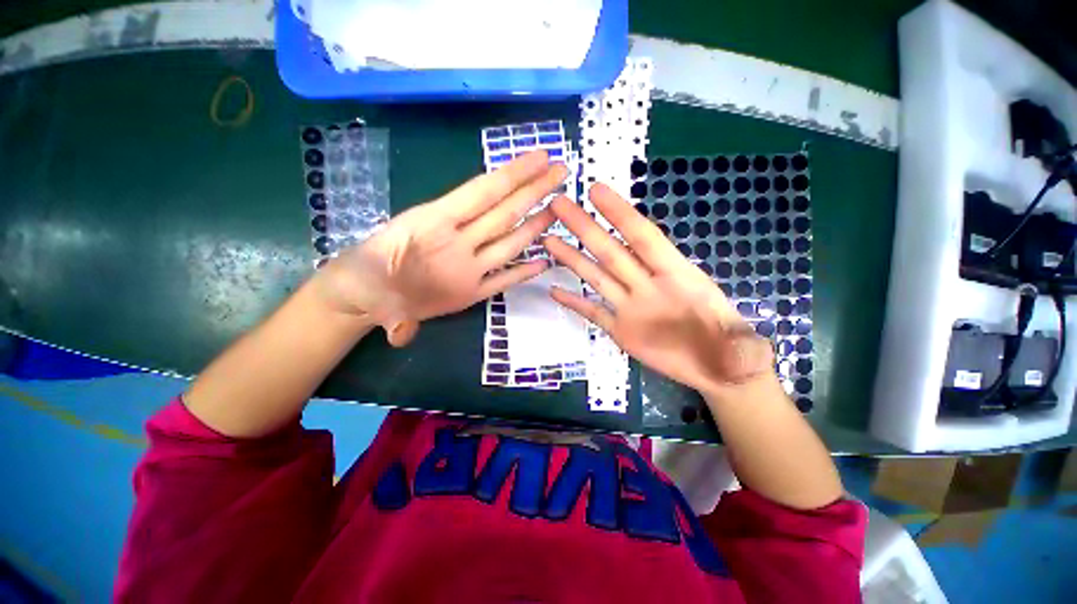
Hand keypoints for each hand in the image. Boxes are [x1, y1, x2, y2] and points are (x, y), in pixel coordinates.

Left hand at [314, 151, 565, 346]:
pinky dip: (523, 273)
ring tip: (557, 209)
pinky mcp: (471, 292)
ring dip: (534, 225)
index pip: (481, 193)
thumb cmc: (362, 278)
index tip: (541, 157)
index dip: (512, 174)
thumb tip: (402, 328)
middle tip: (562, 171)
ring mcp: (468, 267)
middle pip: (503, 212)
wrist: (365, 297)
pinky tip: (543, 263)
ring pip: (508, 241)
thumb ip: (388, 297)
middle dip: (533, 190)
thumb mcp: (365, 278)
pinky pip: (502, 280)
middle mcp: (459, 242)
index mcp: (433, 225)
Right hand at [543, 184, 774, 394]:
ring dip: (572, 259)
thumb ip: (742, 345)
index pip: (644, 238)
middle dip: (585, 227)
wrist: (719, 373)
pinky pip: (594, 312)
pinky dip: (574, 302)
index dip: (621, 214)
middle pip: (611, 251)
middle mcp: (647, 285)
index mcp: (677, 277)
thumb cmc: (735, 353)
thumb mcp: (747, 350)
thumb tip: (746, 346)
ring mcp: (631, 308)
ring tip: (548, 239)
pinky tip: (553, 290)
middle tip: (559, 204)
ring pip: (597, 277)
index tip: (596, 191)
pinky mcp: (621, 330)